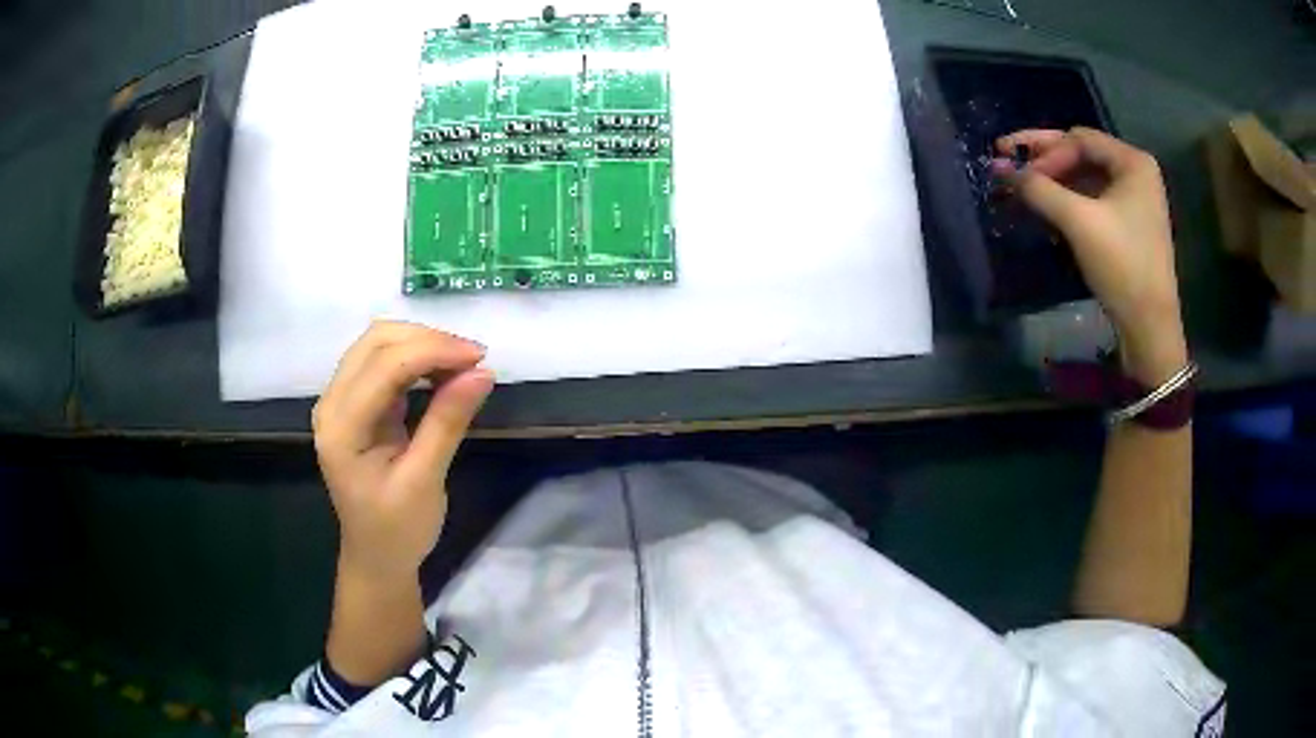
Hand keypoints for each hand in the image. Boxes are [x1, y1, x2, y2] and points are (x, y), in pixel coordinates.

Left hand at [312, 321, 493, 580]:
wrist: (376, 557)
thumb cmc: (398, 529)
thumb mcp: (425, 480)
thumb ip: (447, 422)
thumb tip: (482, 373)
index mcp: (341, 428)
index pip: (384, 365)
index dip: (433, 350)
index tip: (481, 358)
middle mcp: (332, 403)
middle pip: (376, 341)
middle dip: (428, 340)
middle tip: (474, 361)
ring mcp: (339, 400)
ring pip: (378, 344)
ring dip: (422, 344)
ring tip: (463, 366)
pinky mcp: (354, 402)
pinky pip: (382, 362)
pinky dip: (415, 359)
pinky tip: (442, 374)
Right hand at [994, 127, 1187, 384]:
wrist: (1149, 326)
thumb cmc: (1122, 265)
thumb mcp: (1078, 222)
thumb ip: (1039, 189)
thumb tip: (1000, 169)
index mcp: (1132, 161)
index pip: (1079, 139)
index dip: (1045, 152)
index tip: (1020, 174)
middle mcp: (1135, 172)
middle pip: (1080, 153)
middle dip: (1043, 159)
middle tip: (1005, 159)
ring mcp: (1133, 199)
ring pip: (1083, 177)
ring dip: (1051, 181)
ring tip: (1020, 186)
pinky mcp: (1127, 223)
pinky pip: (1090, 199)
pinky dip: (1066, 200)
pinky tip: (1045, 206)